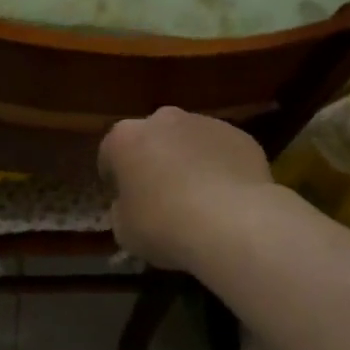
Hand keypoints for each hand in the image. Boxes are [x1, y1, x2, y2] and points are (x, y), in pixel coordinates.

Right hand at [99, 107, 280, 270]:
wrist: (232, 222)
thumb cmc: (164, 225)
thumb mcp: (124, 229)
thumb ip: (122, 209)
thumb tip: (131, 203)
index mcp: (125, 138)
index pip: (110, 154)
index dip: (115, 179)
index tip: (124, 201)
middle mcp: (163, 120)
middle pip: (152, 139)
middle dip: (154, 162)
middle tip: (161, 197)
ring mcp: (204, 123)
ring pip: (189, 142)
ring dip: (188, 162)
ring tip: (200, 199)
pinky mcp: (240, 136)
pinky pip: (221, 152)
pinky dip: (220, 168)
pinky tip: (226, 198)